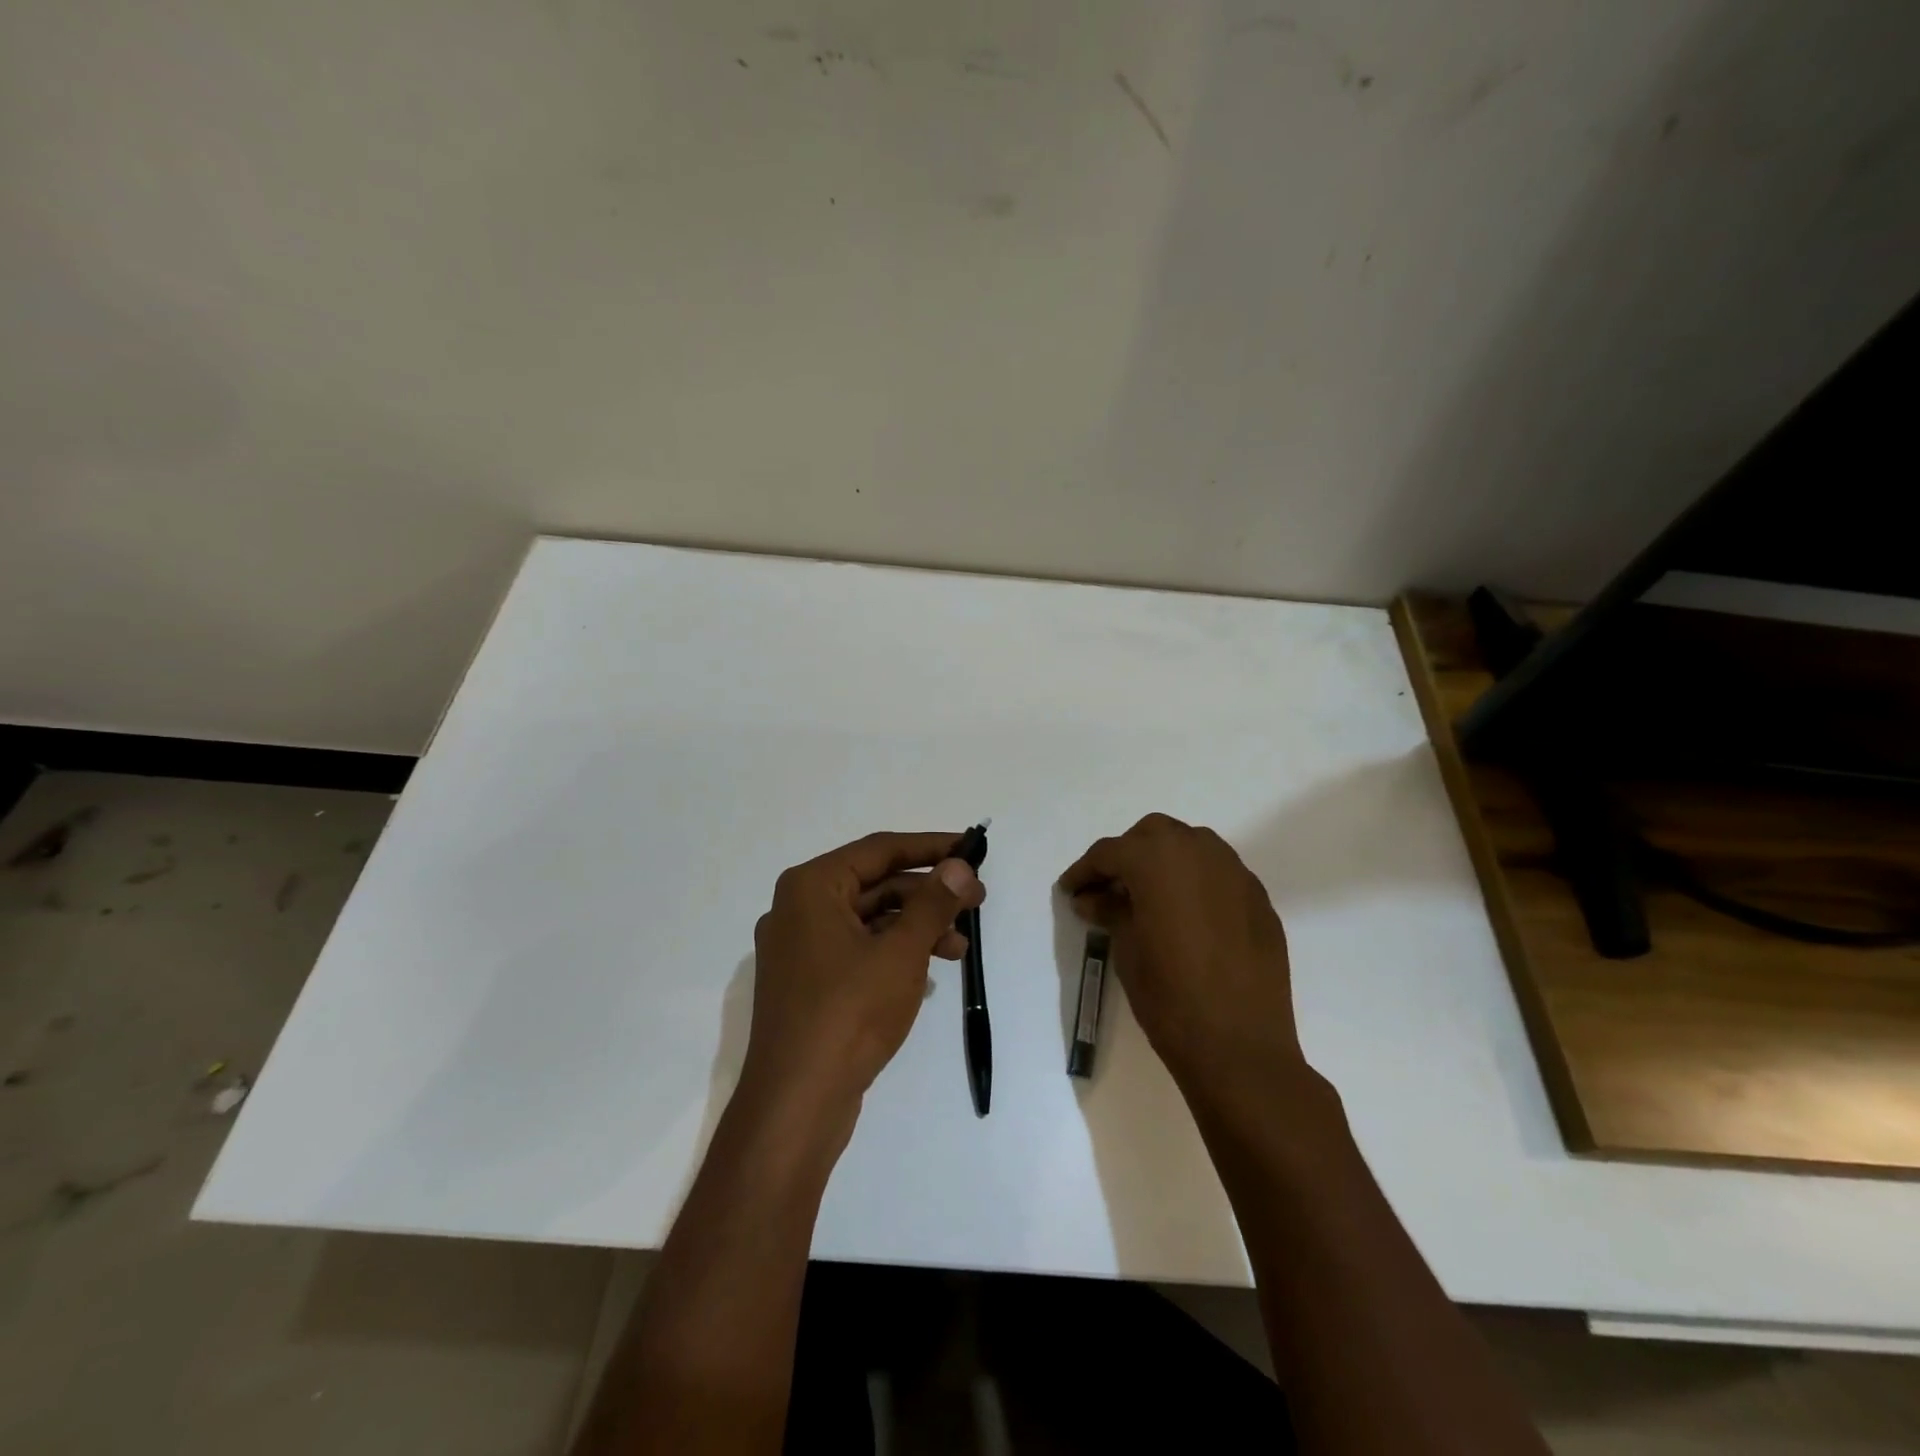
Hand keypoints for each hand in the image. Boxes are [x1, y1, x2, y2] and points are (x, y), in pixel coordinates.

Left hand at [742, 832, 983, 1130]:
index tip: (971, 848)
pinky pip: (857, 949)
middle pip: (875, 884)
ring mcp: (799, 949)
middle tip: (977, 901)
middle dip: (928, 892)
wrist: (796, 1103)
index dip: (930, 847)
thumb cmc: (849, 1013)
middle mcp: (798, 909)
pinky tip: (929, 969)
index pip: (880, 850)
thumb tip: (958, 866)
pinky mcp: (808, 983)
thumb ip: (933, 903)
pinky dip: (894, 952)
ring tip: (961, 946)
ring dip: (916, 926)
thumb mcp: (901, 952)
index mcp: (811, 887)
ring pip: (869, 920)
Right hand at [1060, 814, 1302, 1094]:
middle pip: (1153, 835)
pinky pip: (1219, 874)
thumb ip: (1110, 911)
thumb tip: (1093, 898)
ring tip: (1149, 897)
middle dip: (1128, 854)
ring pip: (1192, 847)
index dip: (1085, 871)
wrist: (1239, 1046)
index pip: (1111, 852)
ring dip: (1165, 861)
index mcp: (1158, 859)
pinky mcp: (1259, 899)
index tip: (1070, 891)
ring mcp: (1236, 873)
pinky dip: (1196, 882)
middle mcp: (1200, 852)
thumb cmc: (1169, 995)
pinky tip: (1187, 916)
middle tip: (1110, 887)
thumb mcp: (1126, 949)